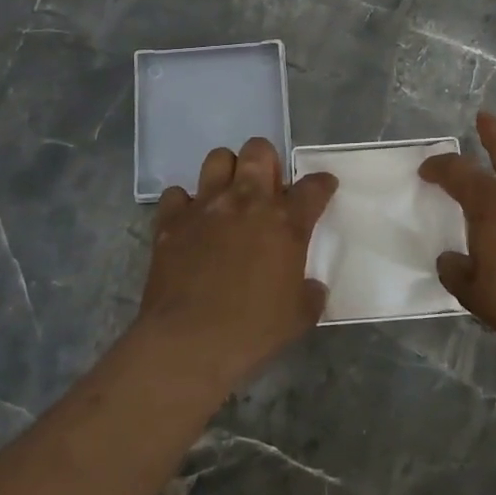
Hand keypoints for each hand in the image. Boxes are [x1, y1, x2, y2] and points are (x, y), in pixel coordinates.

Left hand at [136, 138, 336, 388]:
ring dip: (227, 171)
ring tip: (229, 194)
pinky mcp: (171, 220)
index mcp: (286, 221)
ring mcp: (206, 206)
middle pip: (259, 151)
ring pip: (217, 159)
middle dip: (267, 161)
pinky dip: (185, 203)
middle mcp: (247, 201)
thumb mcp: (299, 317)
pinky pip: (176, 194)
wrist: (188, 342)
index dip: (322, 184)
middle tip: (268, 186)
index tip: (324, 187)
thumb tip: (311, 286)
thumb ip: (310, 293)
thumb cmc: (252, 331)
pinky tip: (191, 221)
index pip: (314, 186)